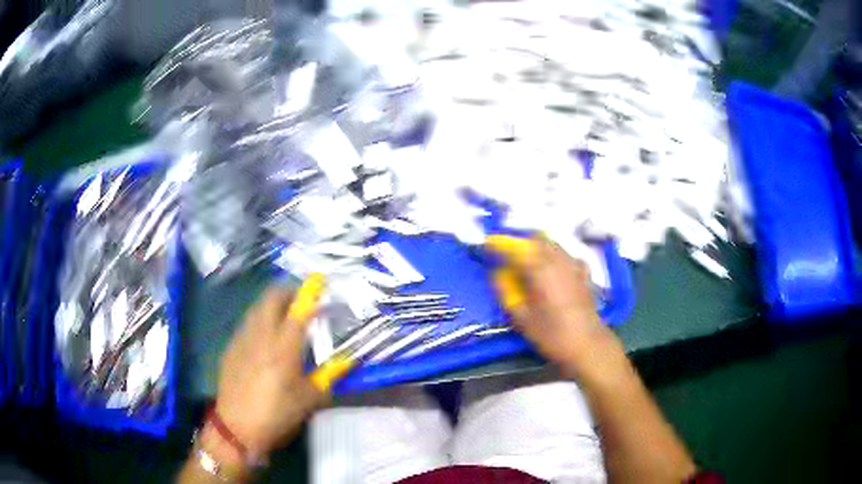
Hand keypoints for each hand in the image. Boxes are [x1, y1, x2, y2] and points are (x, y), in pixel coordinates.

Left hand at [214, 287, 325, 458]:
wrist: (237, 426)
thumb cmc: (278, 413)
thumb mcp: (310, 399)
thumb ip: (329, 375)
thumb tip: (347, 360)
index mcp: (284, 347)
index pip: (299, 310)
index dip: (309, 292)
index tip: (318, 281)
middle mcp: (261, 335)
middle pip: (271, 297)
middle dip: (287, 292)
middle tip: (300, 301)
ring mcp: (242, 338)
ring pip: (257, 308)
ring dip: (272, 305)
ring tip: (283, 319)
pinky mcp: (230, 347)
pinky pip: (247, 324)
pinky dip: (259, 322)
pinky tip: (264, 340)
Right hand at [487, 236, 619, 377]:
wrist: (587, 344)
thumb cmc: (552, 334)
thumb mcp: (522, 318)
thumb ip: (506, 293)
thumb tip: (497, 276)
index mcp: (538, 269)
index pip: (515, 247)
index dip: (499, 244)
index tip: (487, 243)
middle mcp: (557, 260)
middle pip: (536, 239)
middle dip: (521, 242)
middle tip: (508, 255)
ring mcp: (573, 265)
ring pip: (553, 244)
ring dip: (538, 246)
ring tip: (529, 260)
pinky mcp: (584, 274)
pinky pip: (568, 256)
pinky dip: (557, 256)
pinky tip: (555, 269)